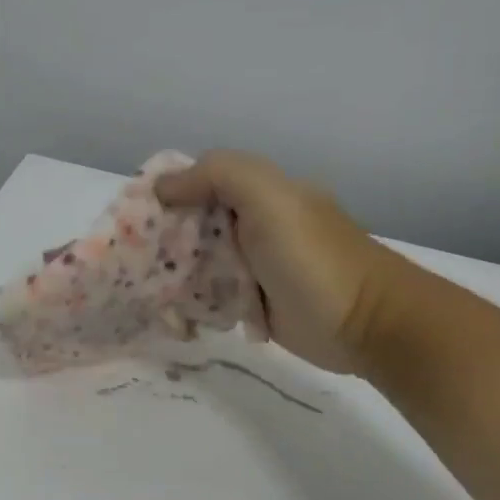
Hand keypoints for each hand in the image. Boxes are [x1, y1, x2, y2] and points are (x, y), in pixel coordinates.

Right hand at [157, 151, 396, 373]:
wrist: (366, 325)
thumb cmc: (314, 257)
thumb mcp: (269, 198)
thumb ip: (218, 175)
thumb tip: (163, 186)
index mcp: (258, 194)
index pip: (199, 182)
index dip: (168, 194)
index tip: (136, 218)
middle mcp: (251, 225)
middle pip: (192, 224)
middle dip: (162, 239)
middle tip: (134, 261)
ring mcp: (250, 267)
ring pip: (196, 263)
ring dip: (171, 274)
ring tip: (143, 290)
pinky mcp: (250, 305)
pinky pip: (208, 297)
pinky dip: (189, 304)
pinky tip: (170, 314)